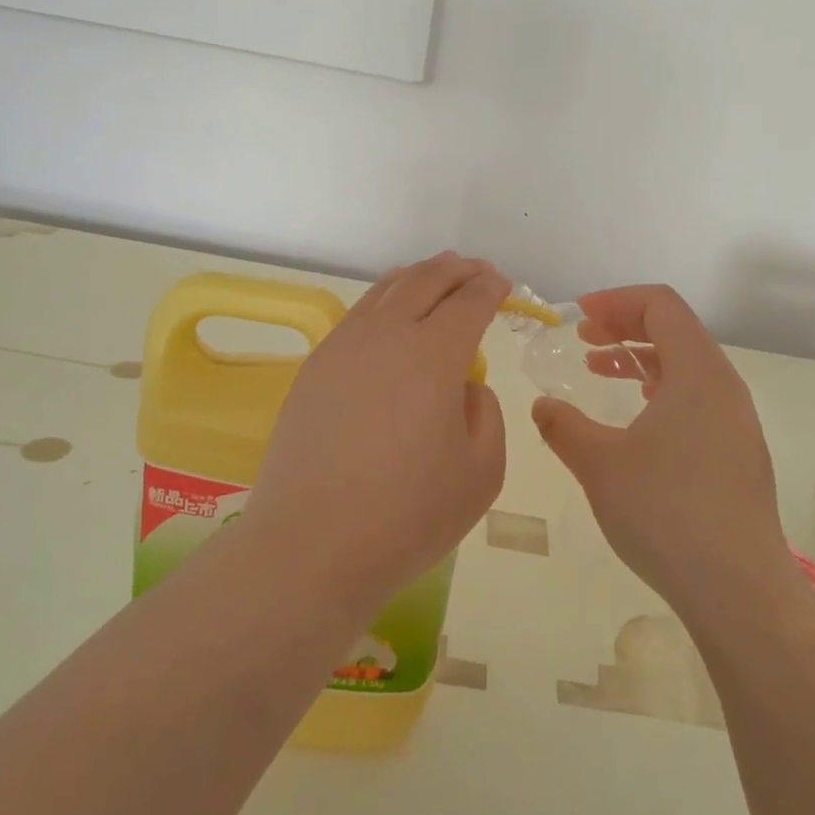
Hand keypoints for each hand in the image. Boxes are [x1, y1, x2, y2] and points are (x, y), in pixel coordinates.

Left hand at [244, 253, 509, 613]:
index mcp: (434, 355)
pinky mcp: (315, 368)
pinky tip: (388, 314)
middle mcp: (387, 335)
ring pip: (385, 290)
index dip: (490, 288)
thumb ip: (485, 414)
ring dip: (417, 276)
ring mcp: (343, 348)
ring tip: (434, 275)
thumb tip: (463, 386)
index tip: (502, 283)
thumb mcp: (482, 472)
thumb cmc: (409, 515)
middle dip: (456, 270)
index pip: (469, 302)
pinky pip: (357, 315)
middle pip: (425, 281)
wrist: (312, 544)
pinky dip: (383, 300)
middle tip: (475, 270)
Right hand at [531, 285, 786, 625]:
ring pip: (686, 366)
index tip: (577, 316)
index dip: (615, 301)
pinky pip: (696, 398)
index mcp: (697, 372)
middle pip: (675, 330)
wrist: (738, 589)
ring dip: (640, 359)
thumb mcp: (600, 464)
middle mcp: (724, 386)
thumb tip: (542, 406)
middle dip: (624, 326)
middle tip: (582, 339)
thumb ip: (563, 427)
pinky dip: (660, 389)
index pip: (660, 306)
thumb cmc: (665, 512)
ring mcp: (736, 421)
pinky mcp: (738, 452)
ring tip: (599, 369)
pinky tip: (635, 416)